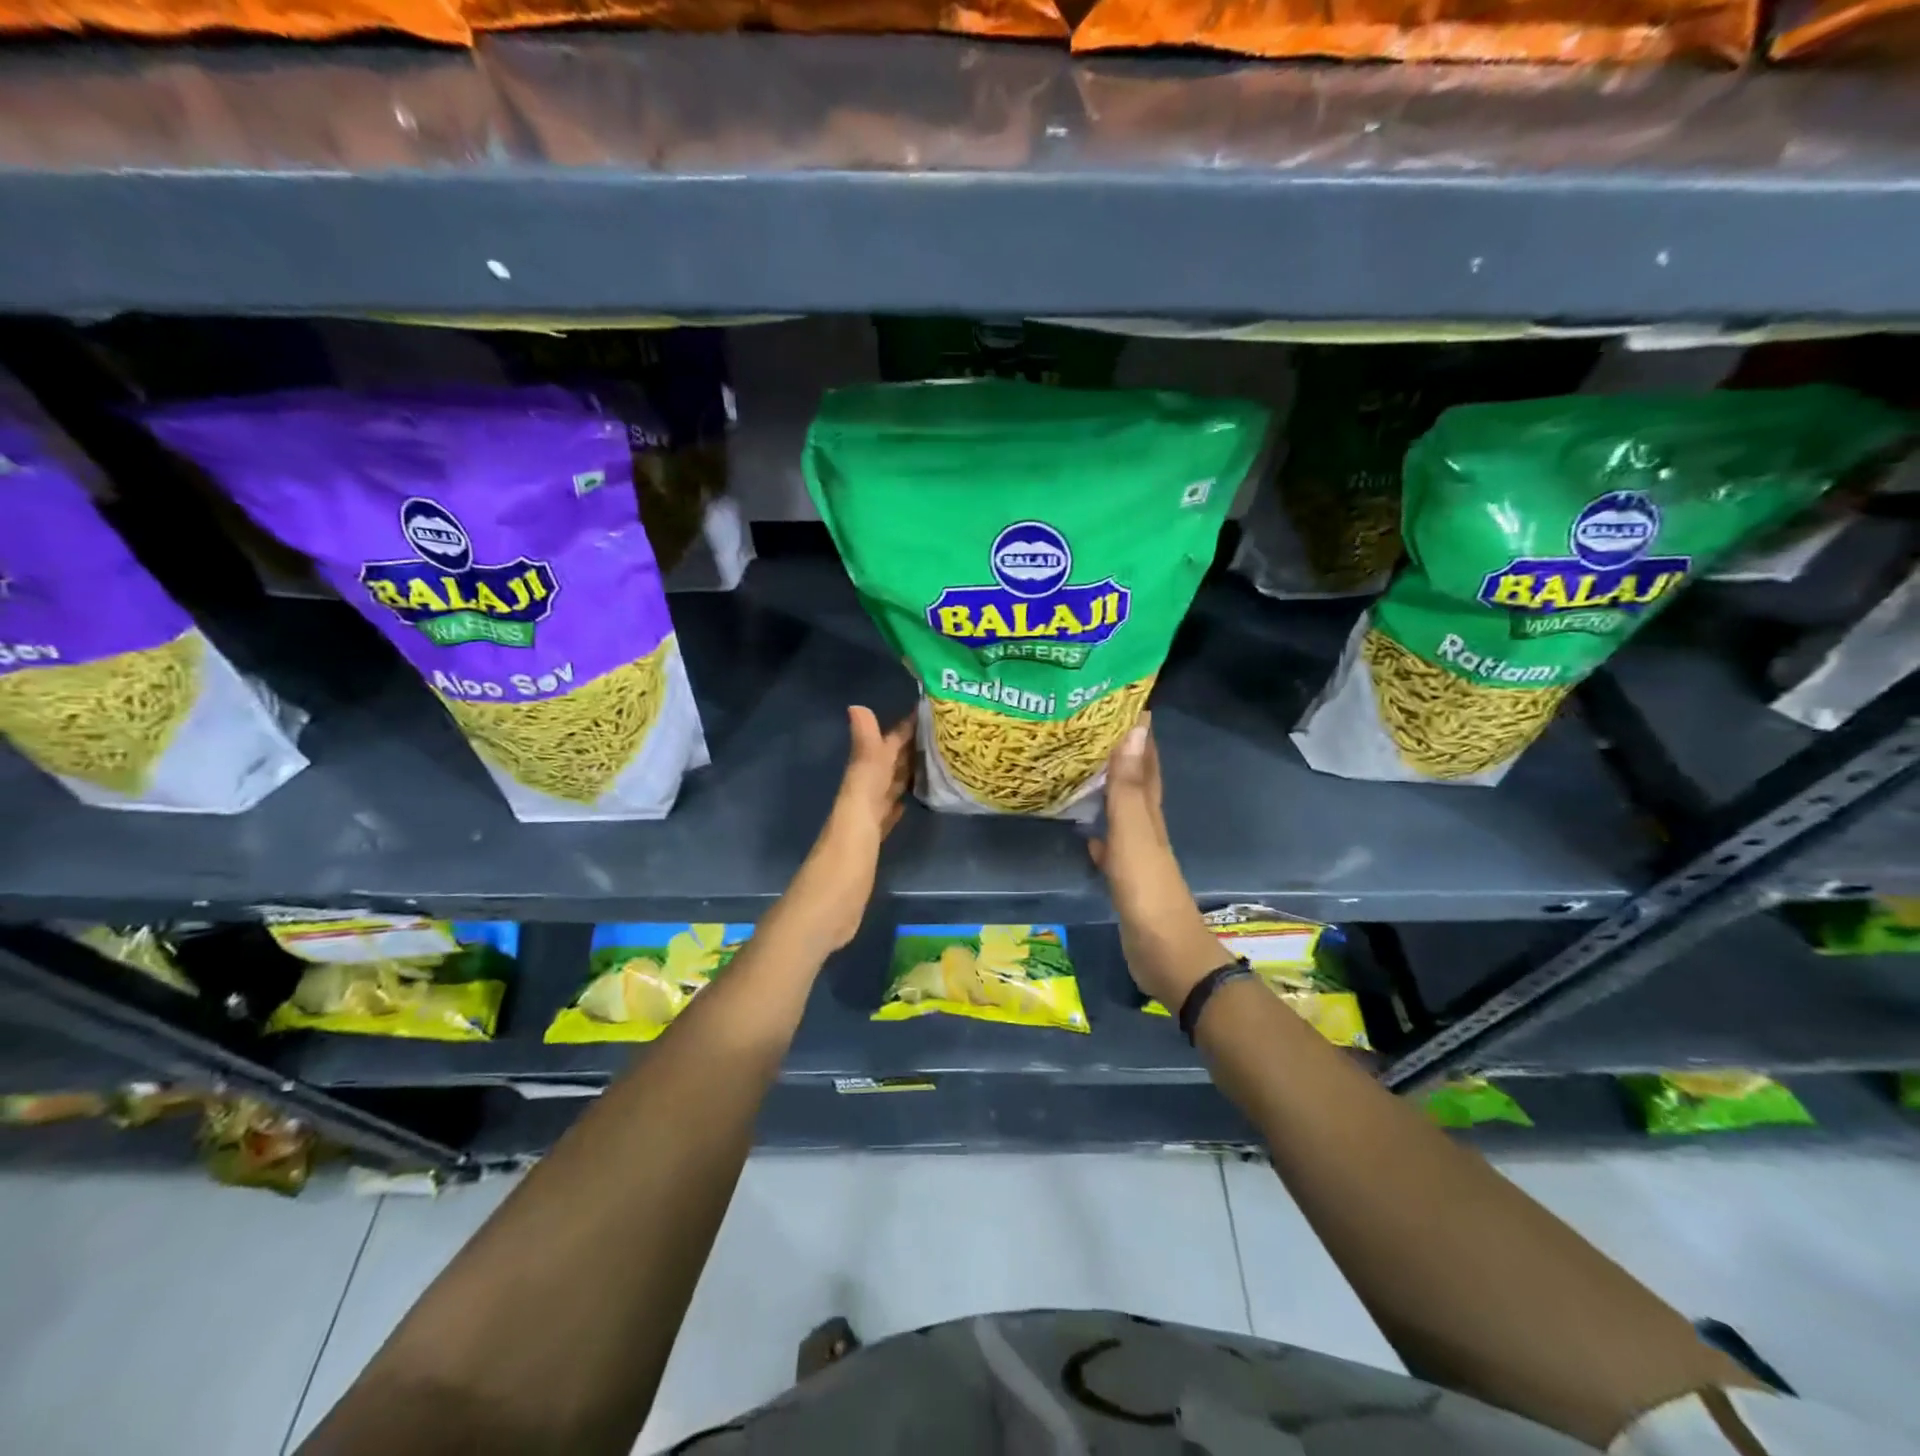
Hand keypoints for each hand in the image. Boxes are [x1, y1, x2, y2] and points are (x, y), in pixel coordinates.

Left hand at [782, 706, 913, 952]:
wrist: (826, 911)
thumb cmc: (845, 857)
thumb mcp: (856, 803)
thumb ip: (862, 759)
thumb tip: (857, 706)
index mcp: (860, 787)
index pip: (884, 748)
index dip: (904, 727)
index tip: (932, 706)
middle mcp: (861, 799)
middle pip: (888, 766)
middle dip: (910, 745)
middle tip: (944, 729)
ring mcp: (865, 824)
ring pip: (889, 789)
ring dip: (907, 772)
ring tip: (936, 758)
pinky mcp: (871, 847)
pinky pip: (889, 816)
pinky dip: (899, 803)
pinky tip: (910, 801)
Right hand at [1089, 714, 1225, 1008]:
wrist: (1164, 952)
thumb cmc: (1147, 889)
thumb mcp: (1133, 833)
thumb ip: (1128, 787)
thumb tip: (1134, 730)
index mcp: (1150, 813)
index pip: (1146, 764)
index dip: (1141, 735)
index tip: (1127, 703)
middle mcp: (1147, 828)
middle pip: (1136, 783)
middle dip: (1123, 755)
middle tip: (1096, 729)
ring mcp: (1137, 855)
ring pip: (1122, 812)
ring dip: (1109, 790)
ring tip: (1084, 769)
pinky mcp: (1126, 879)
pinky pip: (1110, 844)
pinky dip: (1100, 832)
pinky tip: (1086, 830)